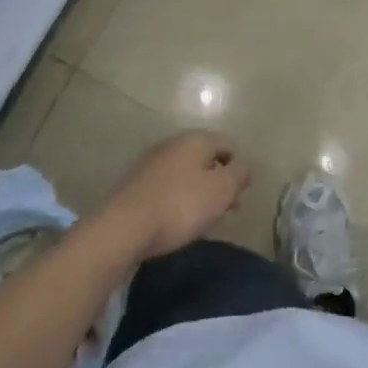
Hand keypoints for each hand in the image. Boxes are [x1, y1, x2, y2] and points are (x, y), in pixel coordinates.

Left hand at [101, 131, 250, 260]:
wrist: (123, 228)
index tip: (238, 196)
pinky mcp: (136, 183)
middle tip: (224, 210)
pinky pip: (167, 185)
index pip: (227, 144)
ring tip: (201, 219)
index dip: (238, 168)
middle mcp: (173, 143)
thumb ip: (239, 175)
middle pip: (206, 158)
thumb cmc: (180, 206)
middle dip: (218, 181)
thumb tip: (244, 166)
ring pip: (186, 172)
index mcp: (195, 139)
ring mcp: (151, 162)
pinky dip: (177, 198)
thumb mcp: (221, 191)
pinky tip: (175, 219)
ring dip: (198, 190)